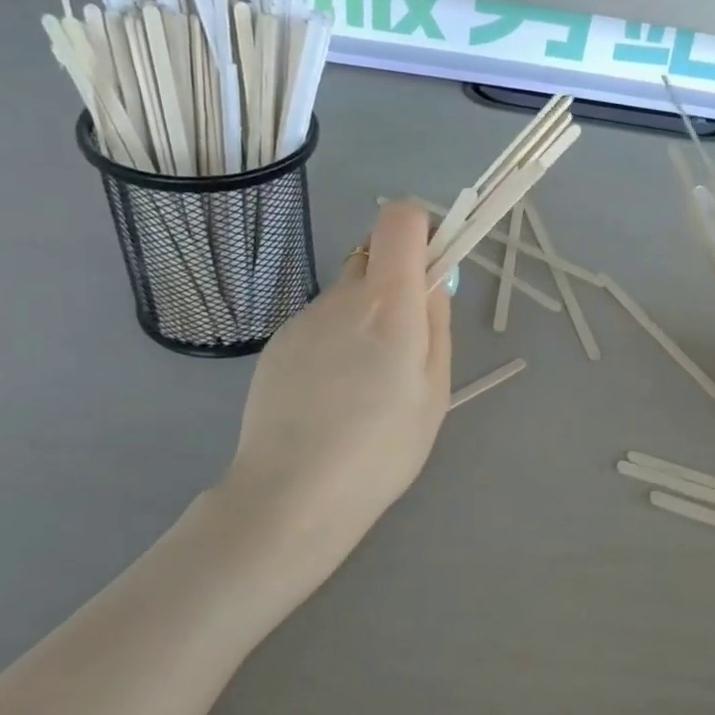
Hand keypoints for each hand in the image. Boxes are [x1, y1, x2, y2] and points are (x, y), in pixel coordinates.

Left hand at [221, 200, 451, 548]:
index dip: (424, 228)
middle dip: (398, 278)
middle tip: (408, 338)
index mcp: (388, 302)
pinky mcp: (277, 344)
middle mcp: (341, 297)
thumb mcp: (434, 388)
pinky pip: (321, 324)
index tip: (435, 265)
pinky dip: (337, 341)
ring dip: (367, 316)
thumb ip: (437, 323)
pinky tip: (334, 395)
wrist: (293, 494)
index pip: (400, 219)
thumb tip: (434, 280)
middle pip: (373, 254)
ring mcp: (303, 319)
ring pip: (347, 295)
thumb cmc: (383, 447)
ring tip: (368, 383)